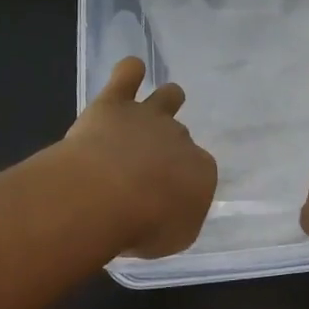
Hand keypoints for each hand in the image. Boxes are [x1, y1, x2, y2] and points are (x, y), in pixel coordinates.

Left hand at [63, 57, 217, 257]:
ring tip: (159, 105)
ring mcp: (147, 117)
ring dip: (165, 99)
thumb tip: (172, 208)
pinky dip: (130, 71)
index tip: (166, 198)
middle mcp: (179, 138)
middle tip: (150, 166)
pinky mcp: (114, 104)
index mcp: (201, 171)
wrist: (107, 194)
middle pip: (180, 136)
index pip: (199, 171)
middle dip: (169, 146)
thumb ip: (178, 218)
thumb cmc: (145, 225)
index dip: (182, 183)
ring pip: (166, 97)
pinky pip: (127, 75)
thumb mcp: (175, 236)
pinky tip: (130, 71)